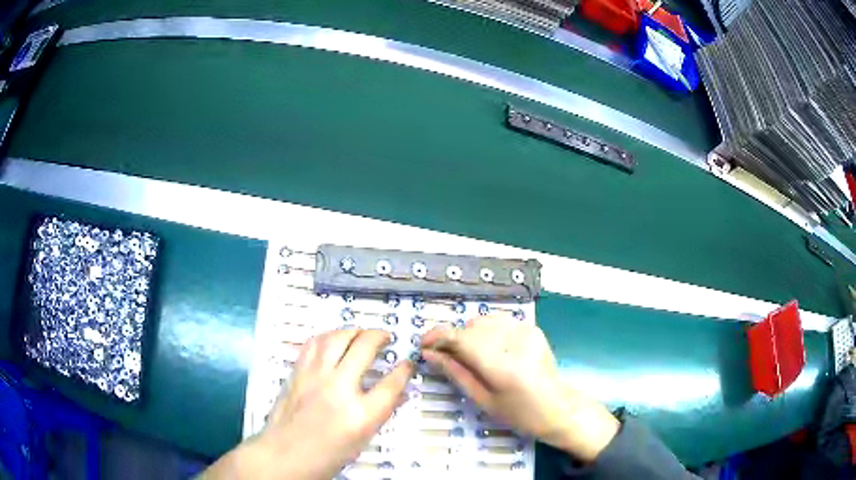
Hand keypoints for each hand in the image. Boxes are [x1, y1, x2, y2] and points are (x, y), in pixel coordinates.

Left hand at [204, 329, 413, 479]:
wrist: (284, 455)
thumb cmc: (327, 455)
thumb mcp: (362, 440)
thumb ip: (382, 413)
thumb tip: (398, 393)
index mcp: (361, 414)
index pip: (391, 383)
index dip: (404, 369)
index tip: (408, 363)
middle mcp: (339, 389)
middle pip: (364, 347)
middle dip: (380, 336)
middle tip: (386, 338)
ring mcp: (315, 377)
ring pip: (337, 337)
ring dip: (354, 331)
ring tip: (361, 334)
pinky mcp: (298, 372)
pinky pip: (314, 343)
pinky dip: (328, 336)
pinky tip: (334, 339)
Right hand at [420, 314, 618, 461]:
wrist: (558, 407)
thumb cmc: (519, 413)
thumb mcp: (483, 399)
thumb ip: (455, 372)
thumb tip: (429, 354)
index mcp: (500, 366)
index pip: (460, 338)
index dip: (436, 336)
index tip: (423, 344)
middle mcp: (513, 342)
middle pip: (470, 326)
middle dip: (453, 339)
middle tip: (446, 356)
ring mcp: (526, 331)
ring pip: (484, 320)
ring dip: (470, 333)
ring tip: (470, 354)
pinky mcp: (532, 328)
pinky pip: (500, 321)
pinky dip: (488, 331)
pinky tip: (491, 348)